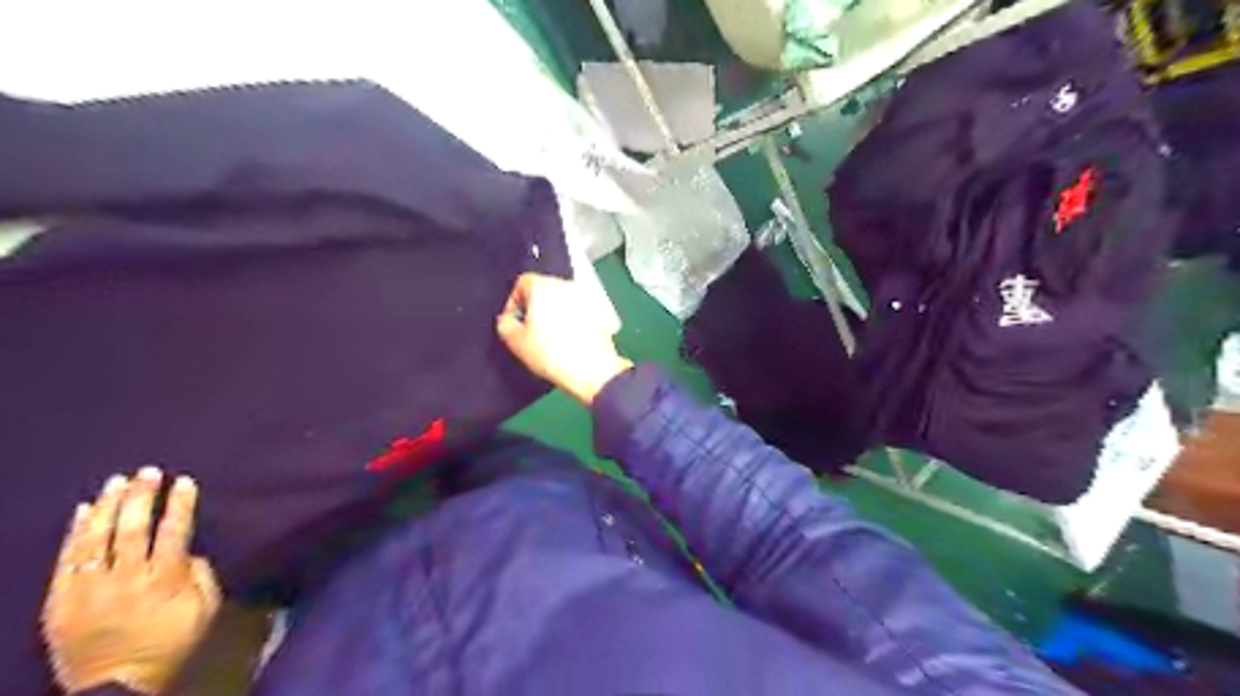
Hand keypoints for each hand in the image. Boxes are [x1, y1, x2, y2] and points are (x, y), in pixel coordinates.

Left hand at [42, 469, 221, 695]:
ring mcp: (88, 591)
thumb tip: (187, 552)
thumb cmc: (172, 643)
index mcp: (164, 581)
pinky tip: (82, 511)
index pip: (174, 532)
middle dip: (141, 497)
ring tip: (116, 482)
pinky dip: (74, 533)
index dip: (179, 504)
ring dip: (107, 507)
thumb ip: (200, 575)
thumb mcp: (204, 610)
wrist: (116, 686)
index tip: (184, 481)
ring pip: (95, 540)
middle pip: (132, 530)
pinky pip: (66, 561)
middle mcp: (125, 580)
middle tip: (147, 472)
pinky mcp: (60, 602)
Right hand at [495, 271, 630, 401]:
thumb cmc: (553, 353)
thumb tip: (507, 319)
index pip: (523, 282)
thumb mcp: (516, 342)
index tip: (514, 320)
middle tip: (530, 330)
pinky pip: (579, 310)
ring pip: (563, 300)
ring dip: (555, 313)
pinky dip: (572, 320)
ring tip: (551, 337)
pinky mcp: (601, 311)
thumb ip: (505, 324)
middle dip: (535, 306)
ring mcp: (586, 297)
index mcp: (543, 286)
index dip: (514, 301)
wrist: (593, 370)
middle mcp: (566, 285)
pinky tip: (569, 340)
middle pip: (544, 289)